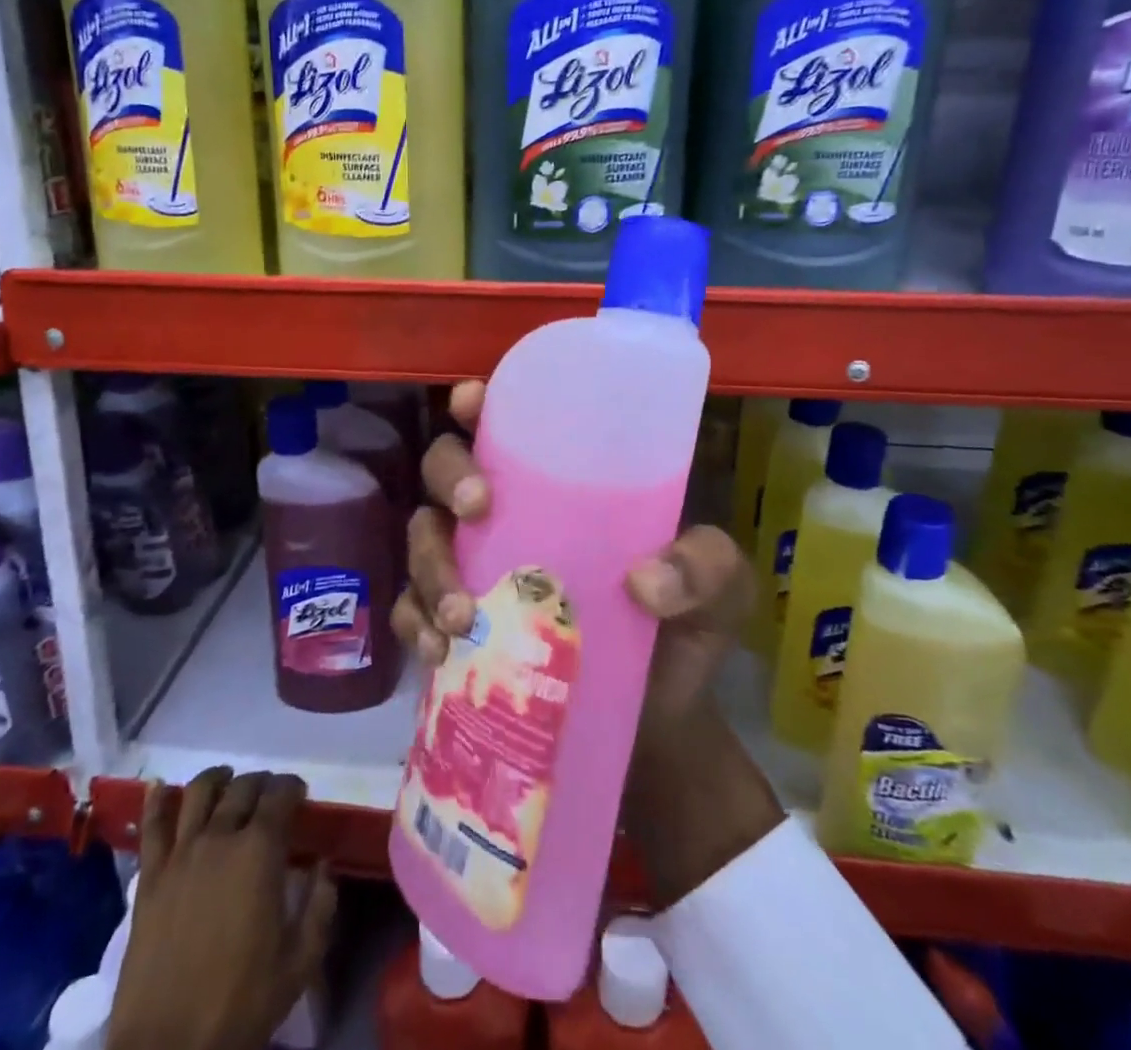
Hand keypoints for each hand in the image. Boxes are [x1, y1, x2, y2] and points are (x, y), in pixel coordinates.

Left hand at [109, 769, 336, 1049]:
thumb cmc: (241, 1005)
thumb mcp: (300, 962)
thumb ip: (320, 905)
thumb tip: (323, 865)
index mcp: (260, 851)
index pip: (281, 793)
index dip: (293, 786)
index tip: (299, 794)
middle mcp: (220, 837)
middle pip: (243, 787)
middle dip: (261, 782)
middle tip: (269, 794)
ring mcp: (180, 855)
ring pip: (198, 792)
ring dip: (217, 778)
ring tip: (226, 780)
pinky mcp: (148, 878)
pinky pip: (151, 827)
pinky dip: (155, 801)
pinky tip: (160, 787)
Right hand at [391, 379, 754, 729]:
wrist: (658, 727)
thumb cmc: (684, 633)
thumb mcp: (720, 589)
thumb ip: (706, 569)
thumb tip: (644, 582)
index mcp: (563, 487)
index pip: (510, 427)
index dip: (479, 404)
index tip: (470, 402)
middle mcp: (509, 516)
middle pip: (446, 469)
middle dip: (449, 477)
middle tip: (477, 509)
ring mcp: (477, 570)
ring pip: (424, 536)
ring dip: (430, 565)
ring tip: (463, 616)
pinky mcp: (459, 628)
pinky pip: (411, 610)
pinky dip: (415, 623)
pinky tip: (439, 650)